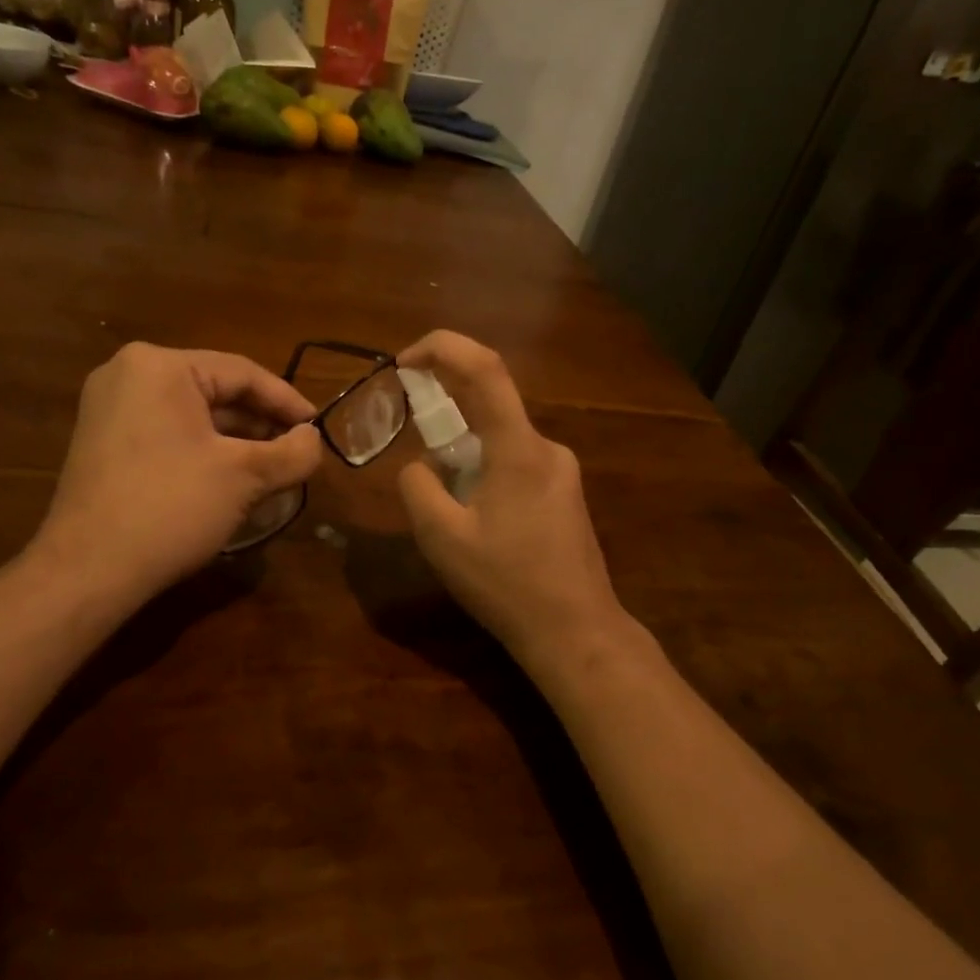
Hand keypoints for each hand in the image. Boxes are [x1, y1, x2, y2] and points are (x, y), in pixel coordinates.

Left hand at [31, 343, 321, 611]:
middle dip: (261, 424)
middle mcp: (128, 374)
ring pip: (192, 416)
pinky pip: (167, 434)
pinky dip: (203, 451)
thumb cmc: (172, 507)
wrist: (89, 570)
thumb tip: (315, 441)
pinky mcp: (102, 443)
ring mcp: (109, 410)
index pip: (242, 372)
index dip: (288, 401)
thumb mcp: (245, 477)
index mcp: (160, 366)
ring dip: (235, 441)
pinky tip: (231, 480)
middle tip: (298, 452)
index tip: (319, 428)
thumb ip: (292, 453)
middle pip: (215, 392)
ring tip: (272, 469)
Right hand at [395, 331, 626, 665]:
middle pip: (491, 406)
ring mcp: (563, 472)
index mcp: (519, 450)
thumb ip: (418, 488)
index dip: (442, 348)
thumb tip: (419, 466)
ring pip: (502, 440)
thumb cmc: (507, 585)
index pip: (484, 369)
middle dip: (445, 415)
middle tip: (416, 453)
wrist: (576, 631)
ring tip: (448, 510)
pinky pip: (517, 464)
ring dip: (465, 455)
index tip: (404, 362)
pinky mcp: (567, 495)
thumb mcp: (443, 540)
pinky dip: (485, 473)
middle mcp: (547, 449)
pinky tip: (478, 522)